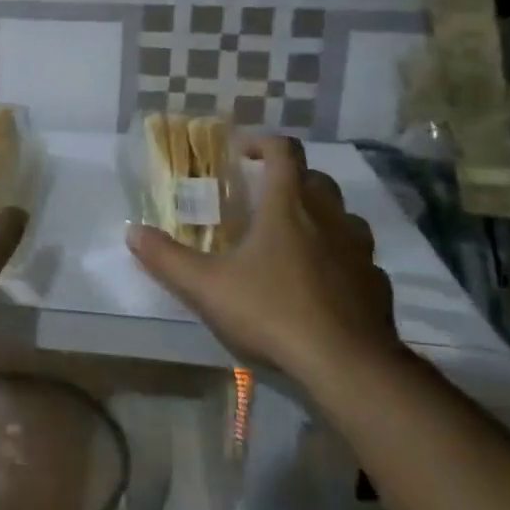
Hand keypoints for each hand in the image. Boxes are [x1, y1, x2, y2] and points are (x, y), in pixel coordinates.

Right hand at [126, 134, 398, 382]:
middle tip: (262, 198)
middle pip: (316, 179)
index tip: (241, 153)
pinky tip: (320, 285)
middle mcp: (330, 218)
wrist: (348, 366)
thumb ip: (166, 258)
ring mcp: (360, 252)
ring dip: (320, 216)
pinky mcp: (377, 285)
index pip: (284, 151)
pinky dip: (339, 259)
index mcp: (288, 206)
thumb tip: (132, 231)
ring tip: (292, 239)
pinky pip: (358, 258)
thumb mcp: (205, 286)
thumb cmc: (272, 312)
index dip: (262, 143)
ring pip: (344, 216)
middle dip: (289, 179)